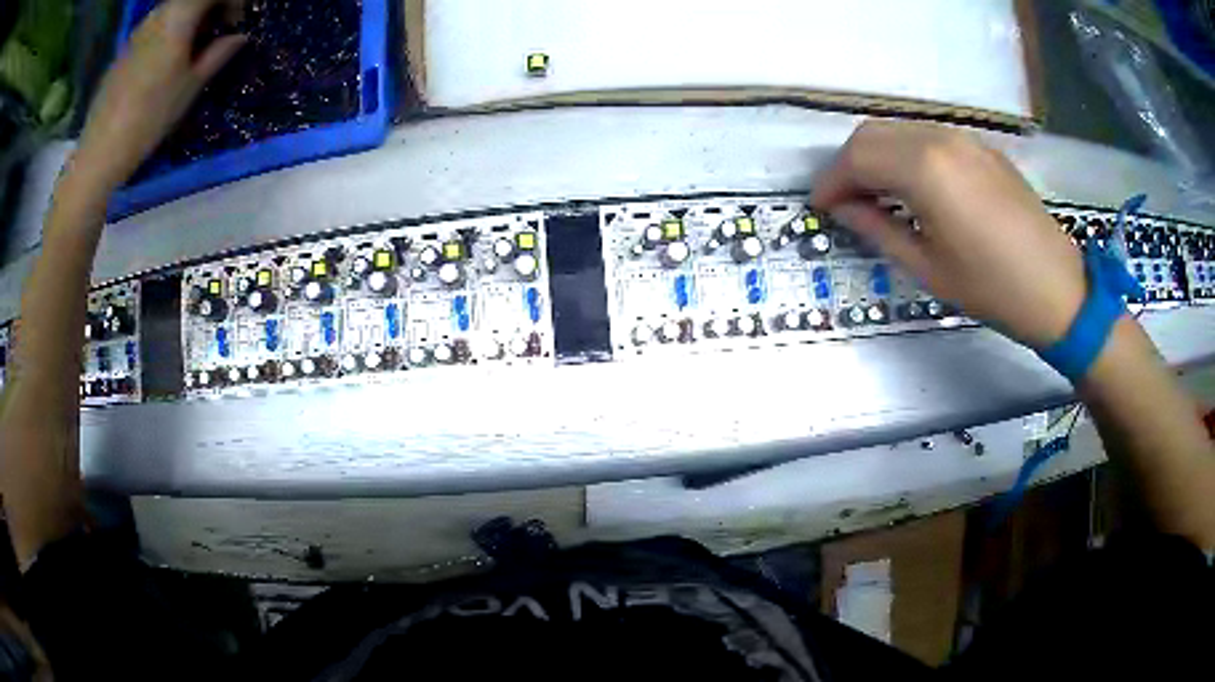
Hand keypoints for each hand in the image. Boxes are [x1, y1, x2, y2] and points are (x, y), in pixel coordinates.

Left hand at [74, 0, 246, 193]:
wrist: (99, 152)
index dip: (232, 1)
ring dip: (188, 19)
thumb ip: (217, 54)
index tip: (236, 22)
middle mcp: (158, 14)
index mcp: (179, 16)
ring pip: (172, 10)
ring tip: (189, 49)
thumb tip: (239, 37)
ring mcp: (138, 31)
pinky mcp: (124, 49)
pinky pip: (154, 27)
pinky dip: (166, 32)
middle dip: (210, 8)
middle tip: (216, 33)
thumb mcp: (189, 88)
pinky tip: (162, 63)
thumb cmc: (148, 118)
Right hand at [812, 120, 1086, 347]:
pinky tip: (912, 187)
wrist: (1057, 288)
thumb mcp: (928, 267)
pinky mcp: (981, 147)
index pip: (857, 158)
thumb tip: (842, 209)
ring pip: (899, 130)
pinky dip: (906, 154)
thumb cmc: (992, 288)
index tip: (819, 207)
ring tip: (874, 195)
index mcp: (924, 170)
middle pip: (872, 134)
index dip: (831, 182)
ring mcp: (963, 138)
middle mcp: (939, 138)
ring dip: (876, 156)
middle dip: (848, 164)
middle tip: (843, 202)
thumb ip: (877, 229)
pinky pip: (928, 137)